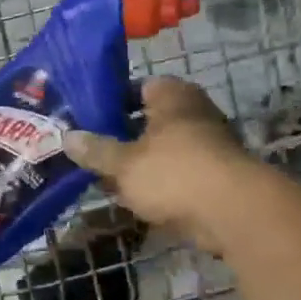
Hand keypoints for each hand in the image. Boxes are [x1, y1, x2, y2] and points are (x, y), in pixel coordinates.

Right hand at [65, 79, 256, 252]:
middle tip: (91, 152)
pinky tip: (134, 198)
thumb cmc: (173, 173)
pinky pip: (176, 174)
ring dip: (139, 163)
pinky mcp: (214, 175)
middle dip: (122, 137)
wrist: (232, 212)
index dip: (110, 102)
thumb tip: (68, 137)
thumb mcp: (123, 163)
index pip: (137, 87)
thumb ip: (95, 150)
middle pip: (149, 120)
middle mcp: (193, 111)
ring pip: (162, 149)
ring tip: (106, 179)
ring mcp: (208, 144)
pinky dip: (158, 183)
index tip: (86, 119)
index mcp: (172, 95)